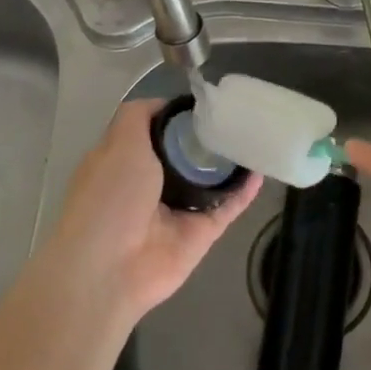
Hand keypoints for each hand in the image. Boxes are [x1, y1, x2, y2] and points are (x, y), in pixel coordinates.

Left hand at [45, 99, 261, 324]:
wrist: (111, 269)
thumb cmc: (109, 198)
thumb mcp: (117, 143)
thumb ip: (138, 117)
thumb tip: (164, 103)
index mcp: (126, 162)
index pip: (157, 131)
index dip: (178, 116)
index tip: (206, 100)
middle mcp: (152, 184)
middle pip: (188, 155)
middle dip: (209, 137)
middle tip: (238, 115)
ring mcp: (179, 210)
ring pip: (211, 180)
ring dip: (231, 162)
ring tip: (256, 135)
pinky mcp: (202, 232)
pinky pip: (228, 207)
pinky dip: (245, 190)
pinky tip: (261, 168)